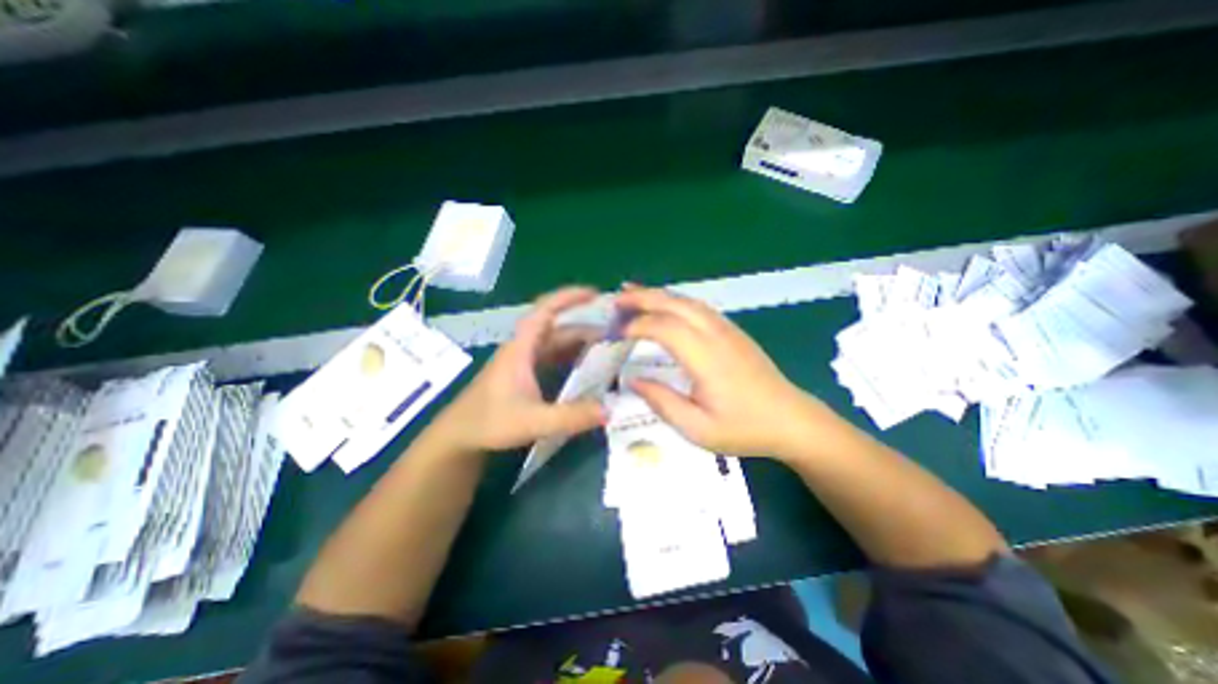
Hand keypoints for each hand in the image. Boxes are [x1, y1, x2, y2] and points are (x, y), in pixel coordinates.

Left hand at [438, 287, 609, 452]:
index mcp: (522, 348)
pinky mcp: (524, 373)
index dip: (569, 297)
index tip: (596, 293)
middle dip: (585, 326)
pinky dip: (571, 357)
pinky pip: (553, 357)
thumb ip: (571, 417)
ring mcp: (524, 360)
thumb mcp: (533, 421)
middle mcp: (524, 348)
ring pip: (556, 343)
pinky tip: (586, 368)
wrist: (459, 436)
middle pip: (557, 328)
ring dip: (579, 342)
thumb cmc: (489, 422)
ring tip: (607, 348)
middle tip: (615, 332)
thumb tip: (610, 410)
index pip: (545, 310)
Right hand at [620, 285, 838, 457]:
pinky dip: (674, 300)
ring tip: (632, 294)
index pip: (665, 328)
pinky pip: (698, 307)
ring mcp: (727, 329)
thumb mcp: (698, 428)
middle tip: (615, 300)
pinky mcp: (732, 331)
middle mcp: (716, 334)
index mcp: (707, 358)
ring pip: (687, 300)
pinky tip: (664, 305)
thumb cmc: (744, 428)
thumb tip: (632, 380)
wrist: (791, 420)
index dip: (637, 325)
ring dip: (658, 294)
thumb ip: (662, 402)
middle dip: (642, 297)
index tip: (615, 333)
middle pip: (675, 304)